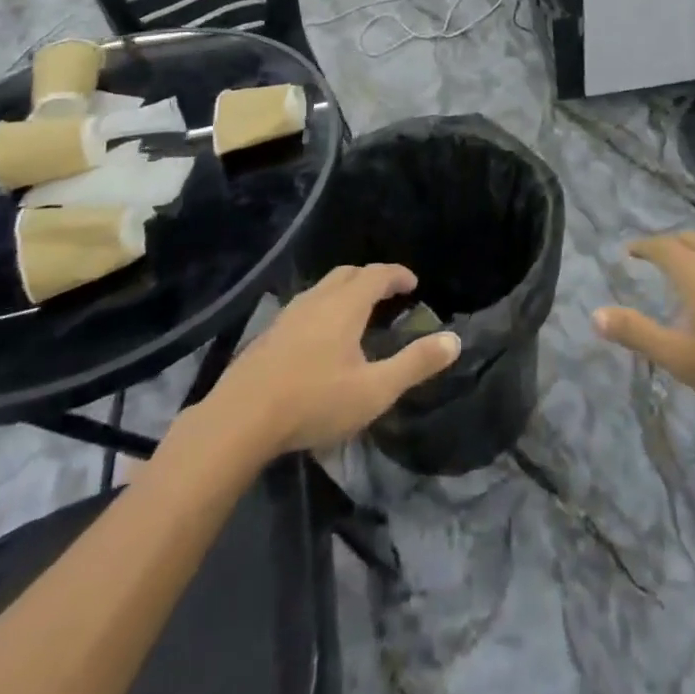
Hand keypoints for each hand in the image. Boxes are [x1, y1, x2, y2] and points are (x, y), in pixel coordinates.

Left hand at [202, 264, 460, 456]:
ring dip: (345, 292)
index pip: (377, 274)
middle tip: (388, 293)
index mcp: (346, 305)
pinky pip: (305, 307)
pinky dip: (323, 309)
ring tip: (357, 314)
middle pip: (348, 274)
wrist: (240, 419)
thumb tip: (454, 340)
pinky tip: (320, 338)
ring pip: (323, 289)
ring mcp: (289, 314)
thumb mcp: (375, 390)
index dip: (398, 275)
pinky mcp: (269, 334)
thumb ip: (415, 364)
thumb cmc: (314, 401)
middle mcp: (317, 299)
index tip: (413, 284)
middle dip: (371, 278)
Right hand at [593, 233, 694, 410]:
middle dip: (670, 244)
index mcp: (693, 270)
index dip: (643, 246)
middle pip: (689, 239)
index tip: (630, 250)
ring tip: (694, 266)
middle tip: (659, 256)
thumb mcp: (680, 357)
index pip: (661, 246)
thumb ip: (637, 334)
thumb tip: (595, 314)